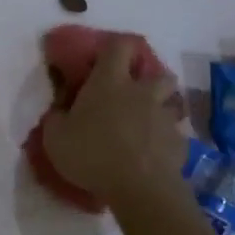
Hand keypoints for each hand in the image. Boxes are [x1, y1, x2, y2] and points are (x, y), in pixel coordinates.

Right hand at [40, 38, 186, 208]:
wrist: (139, 188)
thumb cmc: (92, 154)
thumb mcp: (55, 138)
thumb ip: (56, 118)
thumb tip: (59, 110)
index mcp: (110, 83)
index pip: (119, 46)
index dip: (115, 47)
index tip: (105, 59)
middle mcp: (142, 93)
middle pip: (159, 72)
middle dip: (150, 79)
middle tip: (134, 95)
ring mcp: (165, 117)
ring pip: (172, 102)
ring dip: (162, 108)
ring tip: (148, 124)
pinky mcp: (179, 142)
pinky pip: (175, 135)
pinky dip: (166, 141)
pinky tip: (154, 155)